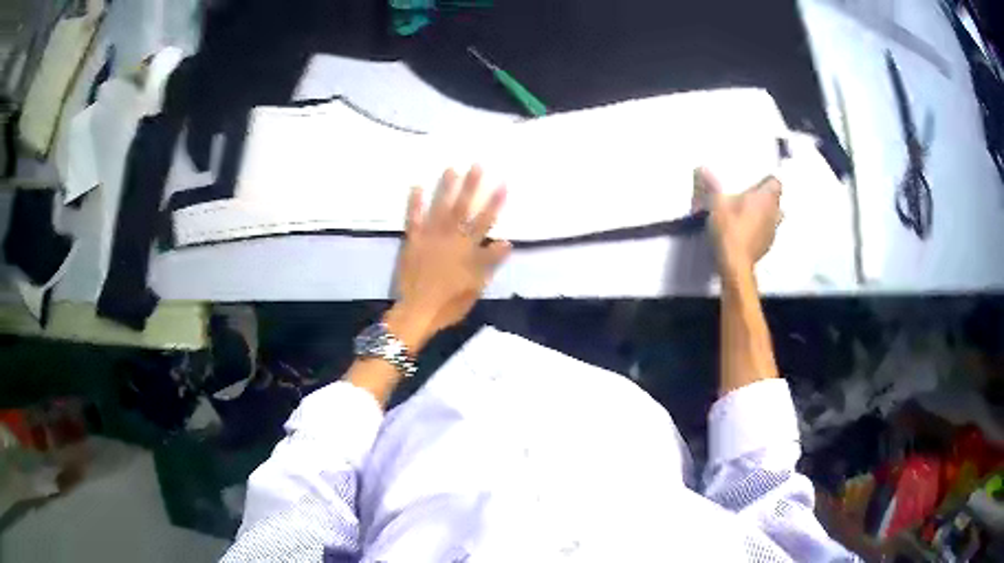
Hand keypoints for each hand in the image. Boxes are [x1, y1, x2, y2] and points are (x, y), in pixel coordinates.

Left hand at [386, 166, 510, 351]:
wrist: (417, 311)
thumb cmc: (450, 303)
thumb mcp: (476, 286)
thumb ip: (490, 263)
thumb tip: (506, 242)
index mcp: (467, 249)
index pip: (485, 221)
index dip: (495, 202)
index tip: (503, 183)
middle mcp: (450, 237)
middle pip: (463, 208)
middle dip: (471, 185)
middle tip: (477, 164)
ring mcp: (429, 237)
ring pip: (440, 208)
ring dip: (446, 187)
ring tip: (452, 168)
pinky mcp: (412, 241)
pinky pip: (413, 219)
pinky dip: (415, 203)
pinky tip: (417, 186)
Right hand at [694, 167, 781, 277]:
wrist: (735, 264)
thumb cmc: (730, 229)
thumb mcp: (716, 204)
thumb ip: (711, 185)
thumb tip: (702, 167)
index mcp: (765, 198)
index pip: (776, 183)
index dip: (767, 181)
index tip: (757, 181)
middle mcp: (774, 213)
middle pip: (776, 200)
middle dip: (767, 198)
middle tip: (751, 196)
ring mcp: (772, 231)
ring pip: (774, 217)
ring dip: (766, 214)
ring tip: (750, 214)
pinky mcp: (767, 246)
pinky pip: (767, 232)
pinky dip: (760, 230)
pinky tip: (747, 232)